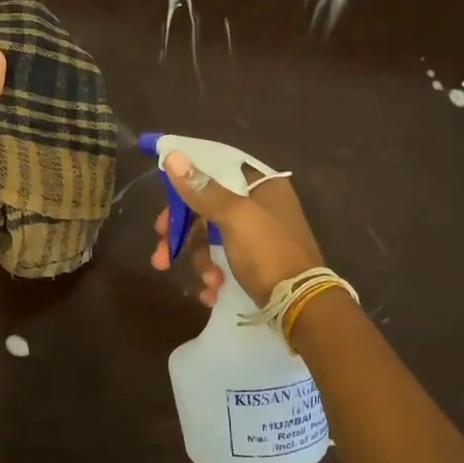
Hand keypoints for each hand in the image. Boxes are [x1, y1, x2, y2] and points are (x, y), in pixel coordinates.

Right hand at [150, 150, 324, 305]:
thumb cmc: (268, 252)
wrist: (302, 307)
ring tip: (207, 282)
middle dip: (184, 235)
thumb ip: (202, 189)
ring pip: (213, 240)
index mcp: (263, 186)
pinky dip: (215, 276)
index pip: (217, 170)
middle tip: (161, 253)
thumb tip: (173, 155)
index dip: (188, 183)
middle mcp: (262, 207)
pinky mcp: (257, 264)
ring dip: (202, 262)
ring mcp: (259, 237)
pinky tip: (212, 293)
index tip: (165, 201)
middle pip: (209, 209)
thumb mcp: (235, 217)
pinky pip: (224, 262)